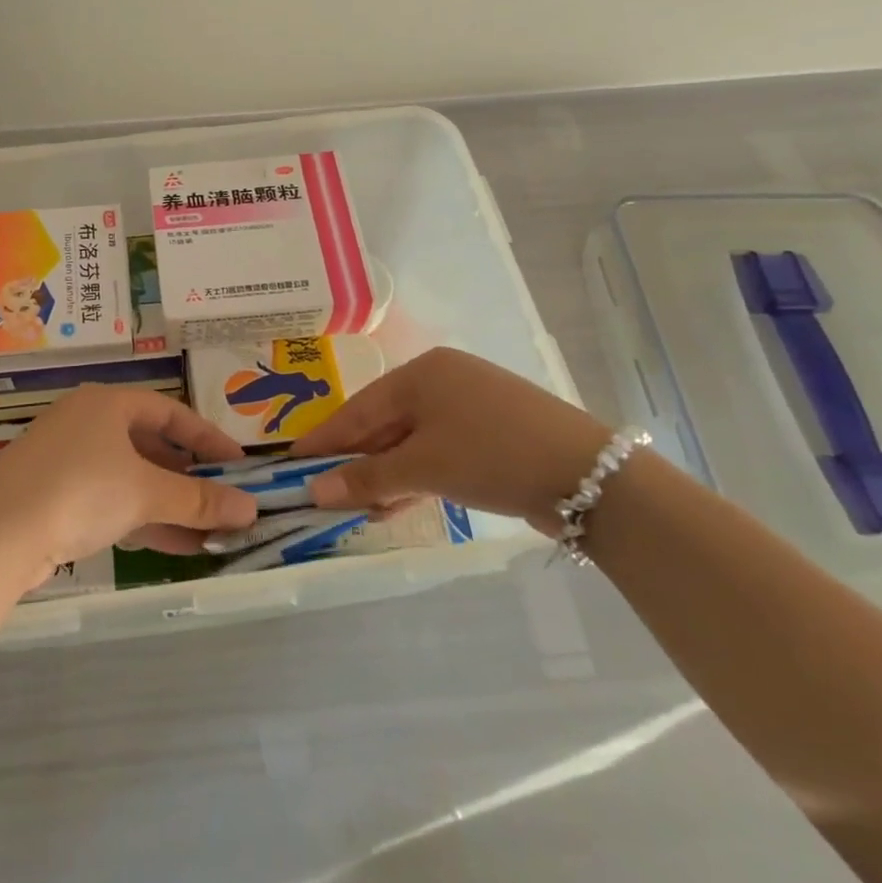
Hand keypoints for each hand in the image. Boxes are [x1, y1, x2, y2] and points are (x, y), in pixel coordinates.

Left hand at [0, 386, 258, 576]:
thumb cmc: (79, 491)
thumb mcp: (145, 493)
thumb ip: (199, 500)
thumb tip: (251, 509)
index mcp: (108, 404)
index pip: (170, 412)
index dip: (208, 438)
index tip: (239, 464)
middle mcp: (87, 424)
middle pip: (151, 446)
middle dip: (190, 477)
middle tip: (224, 500)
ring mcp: (68, 461)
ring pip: (132, 478)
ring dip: (171, 505)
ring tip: (212, 533)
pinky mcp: (55, 497)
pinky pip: (112, 501)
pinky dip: (144, 519)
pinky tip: (176, 546)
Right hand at [294, 347, 611, 532]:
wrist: (589, 476)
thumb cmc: (492, 454)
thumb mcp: (424, 467)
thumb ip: (367, 479)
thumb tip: (315, 491)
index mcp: (421, 373)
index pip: (357, 408)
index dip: (324, 438)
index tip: (291, 462)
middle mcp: (442, 381)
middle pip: (383, 424)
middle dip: (355, 462)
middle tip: (323, 492)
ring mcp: (469, 407)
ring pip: (410, 441)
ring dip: (385, 476)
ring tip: (358, 509)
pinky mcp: (490, 434)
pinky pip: (437, 452)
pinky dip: (416, 477)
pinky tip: (397, 504)